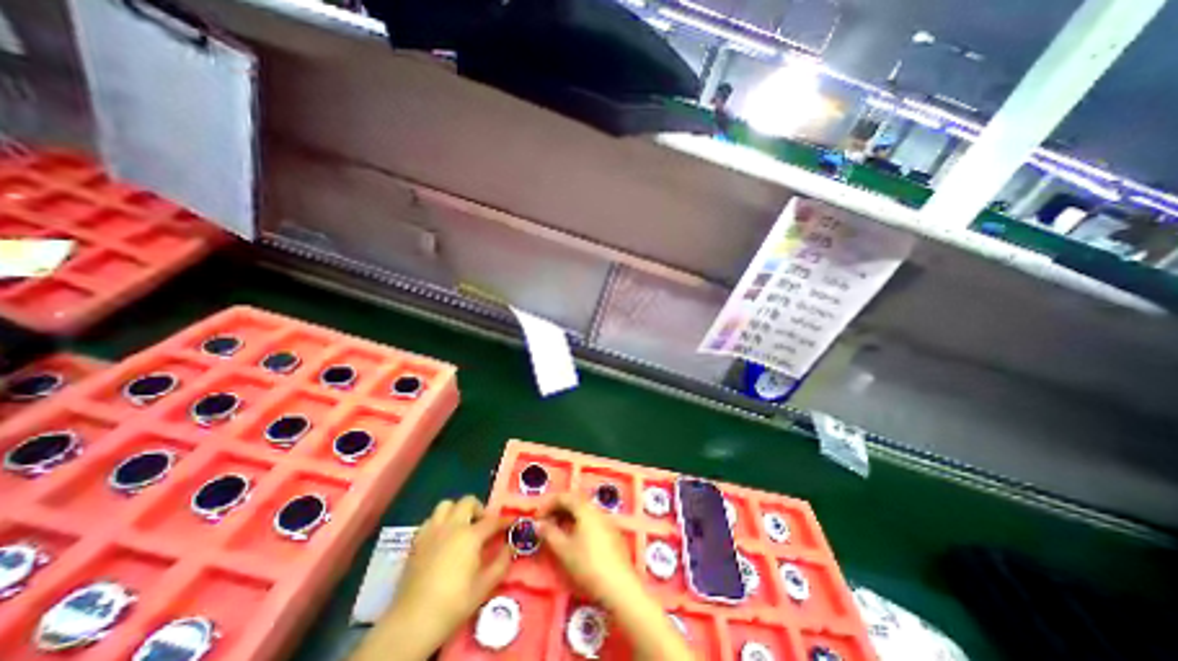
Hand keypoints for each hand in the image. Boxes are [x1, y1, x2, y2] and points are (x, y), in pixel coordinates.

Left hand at [385, 496, 508, 649]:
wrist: (412, 622)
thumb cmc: (453, 604)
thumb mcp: (484, 586)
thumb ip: (501, 563)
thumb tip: (510, 547)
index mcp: (470, 535)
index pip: (492, 520)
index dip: (504, 520)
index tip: (511, 522)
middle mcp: (452, 526)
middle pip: (468, 502)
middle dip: (479, 509)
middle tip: (482, 525)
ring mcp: (432, 531)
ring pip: (446, 505)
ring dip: (457, 510)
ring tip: (461, 526)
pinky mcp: (416, 541)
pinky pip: (430, 520)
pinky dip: (439, 522)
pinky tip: (442, 538)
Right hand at [536, 492, 641, 606]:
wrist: (619, 585)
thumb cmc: (588, 565)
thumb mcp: (564, 550)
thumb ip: (549, 534)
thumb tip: (538, 524)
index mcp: (585, 509)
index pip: (564, 497)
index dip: (548, 504)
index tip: (537, 518)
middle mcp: (597, 510)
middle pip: (575, 501)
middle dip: (558, 509)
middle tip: (546, 523)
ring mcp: (607, 521)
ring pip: (584, 511)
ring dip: (569, 517)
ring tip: (557, 531)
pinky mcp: (612, 533)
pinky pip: (592, 520)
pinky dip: (579, 523)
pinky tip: (575, 539)